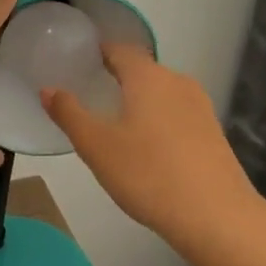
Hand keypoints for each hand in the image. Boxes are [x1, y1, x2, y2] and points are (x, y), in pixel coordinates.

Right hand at [40, 45, 264, 257]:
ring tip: (114, 120)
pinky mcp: (212, 132)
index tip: (78, 61)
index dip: (98, 52)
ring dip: (138, 99)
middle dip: (116, 77)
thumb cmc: (148, 174)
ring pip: (161, 92)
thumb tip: (48, 89)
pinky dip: (157, 119)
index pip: (120, 49)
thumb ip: (69, 114)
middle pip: (142, 70)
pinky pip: (176, 113)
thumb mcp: (96, 146)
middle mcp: (177, 82)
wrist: (216, 216)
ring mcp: (200, 107)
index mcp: (148, 77)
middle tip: (89, 93)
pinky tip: (146, 145)